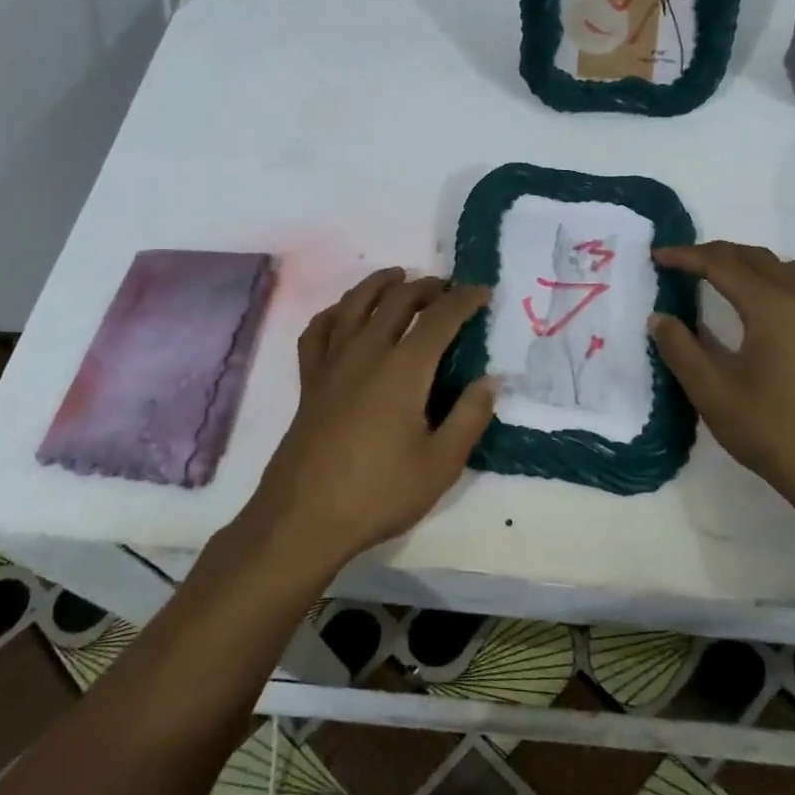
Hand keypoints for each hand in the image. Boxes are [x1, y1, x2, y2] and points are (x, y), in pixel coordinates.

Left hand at [242, 268, 495, 573]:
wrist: (304, 517)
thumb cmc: (379, 493)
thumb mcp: (441, 464)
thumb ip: (470, 417)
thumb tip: (490, 380)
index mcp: (404, 368)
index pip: (440, 317)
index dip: (465, 299)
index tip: (483, 290)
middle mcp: (367, 351)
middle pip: (397, 300)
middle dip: (426, 287)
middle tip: (446, 288)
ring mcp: (333, 362)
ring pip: (356, 303)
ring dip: (380, 284)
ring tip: (398, 277)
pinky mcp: (310, 379)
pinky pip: (319, 330)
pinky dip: (335, 312)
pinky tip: (344, 313)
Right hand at [649, 242, 794, 530]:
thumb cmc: (772, 430)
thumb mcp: (712, 391)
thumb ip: (680, 348)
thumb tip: (659, 318)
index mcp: (771, 305)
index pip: (721, 263)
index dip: (685, 256)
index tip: (655, 256)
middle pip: (752, 257)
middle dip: (712, 254)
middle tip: (677, 263)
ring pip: (782, 265)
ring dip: (745, 262)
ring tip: (718, 277)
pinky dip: (774, 277)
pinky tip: (760, 306)